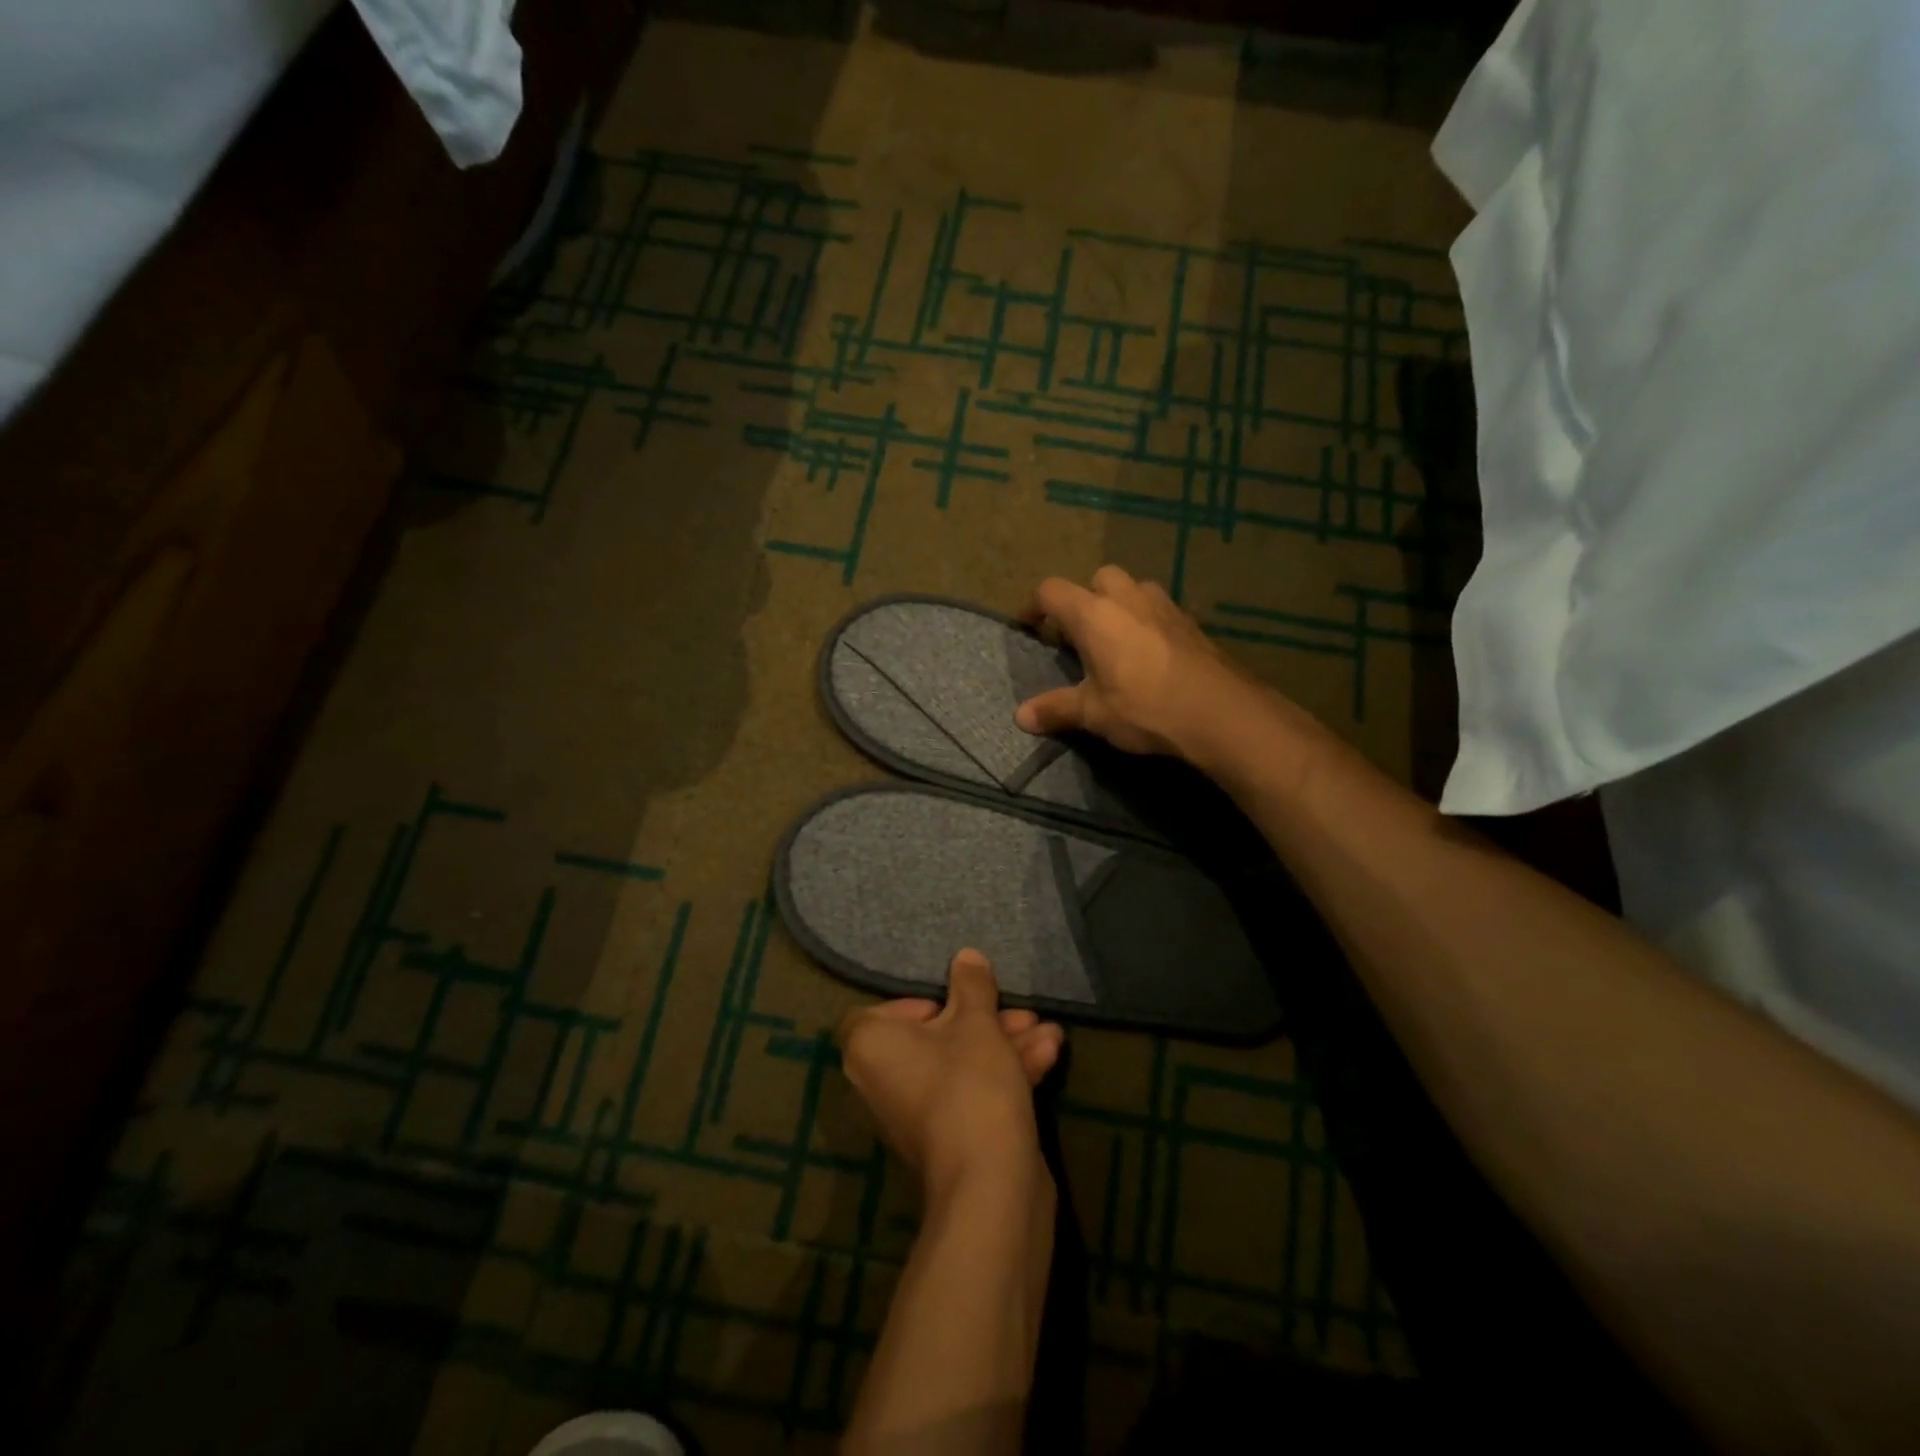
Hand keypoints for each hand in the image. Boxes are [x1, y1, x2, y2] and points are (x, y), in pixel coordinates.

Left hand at [837, 950, 1063, 1201]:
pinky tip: (1050, 1055)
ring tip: (1048, 1031)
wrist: (990, 1185)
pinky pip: (970, 1092)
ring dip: (1005, 1045)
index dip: (921, 1002)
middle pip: (933, 1036)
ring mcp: (915, 1113)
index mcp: (870, 1047)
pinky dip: (1005, 1074)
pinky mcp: (947, 1138)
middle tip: (1021, 1012)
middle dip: (986, 1021)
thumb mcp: (977, 1023)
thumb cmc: (970, 1084)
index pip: (882, 1011)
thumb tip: (965, 957)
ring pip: (959, 1063)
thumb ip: (972, 986)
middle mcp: (882, 1081)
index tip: (956, 1000)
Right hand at [1014, 565, 1265, 760]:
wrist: (1219, 711)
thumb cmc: (1144, 707)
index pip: (1051, 591)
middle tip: (1079, 634)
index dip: (1034, 605)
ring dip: (1119, 605)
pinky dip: (1147, 621)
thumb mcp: (1093, 713)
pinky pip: (1159, 609)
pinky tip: (1150, 654)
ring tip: (1116, 641)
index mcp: (1094, 614)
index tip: (1029, 626)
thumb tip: (1021, 718)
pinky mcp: (1191, 622)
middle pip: (1097, 579)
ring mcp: (1164, 605)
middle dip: (1084, 599)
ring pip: (1133, 588)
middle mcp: (1127, 598)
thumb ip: (1056, 709)